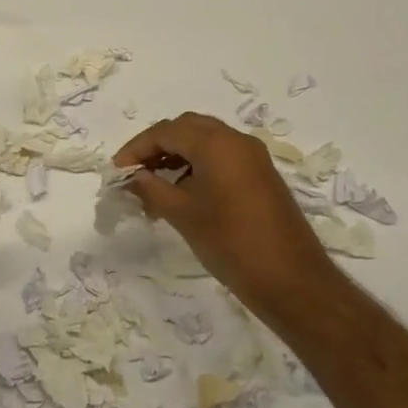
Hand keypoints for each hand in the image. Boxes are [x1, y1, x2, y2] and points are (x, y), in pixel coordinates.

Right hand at [115, 112, 337, 309]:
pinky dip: (196, 165)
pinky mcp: (261, 175)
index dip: (136, 148)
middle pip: (187, 128)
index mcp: (217, 144)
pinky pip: (221, 157)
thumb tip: (131, 177)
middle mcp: (237, 141)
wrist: (290, 279)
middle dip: (156, 146)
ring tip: (153, 186)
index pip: (166, 131)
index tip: (117, 172)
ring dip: (176, 156)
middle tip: (135, 173)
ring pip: (205, 141)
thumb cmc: (230, 242)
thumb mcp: (182, 214)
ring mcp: (253, 158)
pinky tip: (181, 192)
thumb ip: (151, 188)